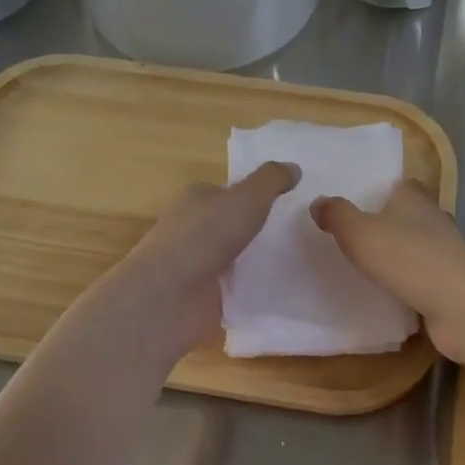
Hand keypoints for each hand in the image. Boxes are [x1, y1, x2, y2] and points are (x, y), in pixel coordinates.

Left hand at [91, 161, 299, 366]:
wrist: (168, 297)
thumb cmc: (204, 236)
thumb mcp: (246, 198)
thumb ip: (271, 180)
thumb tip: (294, 167)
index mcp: (195, 199)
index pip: (227, 191)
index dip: (254, 195)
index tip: (287, 204)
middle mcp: (192, 228)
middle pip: (230, 224)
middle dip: (257, 229)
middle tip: (296, 234)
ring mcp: (195, 264)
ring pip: (233, 257)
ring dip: (255, 260)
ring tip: (295, 262)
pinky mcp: (200, 296)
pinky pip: (233, 287)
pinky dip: (250, 288)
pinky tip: (276, 290)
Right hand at [311, 180, 464, 363]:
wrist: (459, 304)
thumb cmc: (406, 257)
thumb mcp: (358, 232)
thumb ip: (337, 215)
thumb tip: (319, 201)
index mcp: (415, 199)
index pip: (402, 186)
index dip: (383, 192)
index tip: (361, 204)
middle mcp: (435, 220)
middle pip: (411, 216)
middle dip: (390, 225)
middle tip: (359, 238)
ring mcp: (447, 254)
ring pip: (420, 248)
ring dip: (402, 257)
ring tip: (371, 268)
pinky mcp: (452, 285)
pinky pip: (425, 279)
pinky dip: (411, 285)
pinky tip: (392, 296)